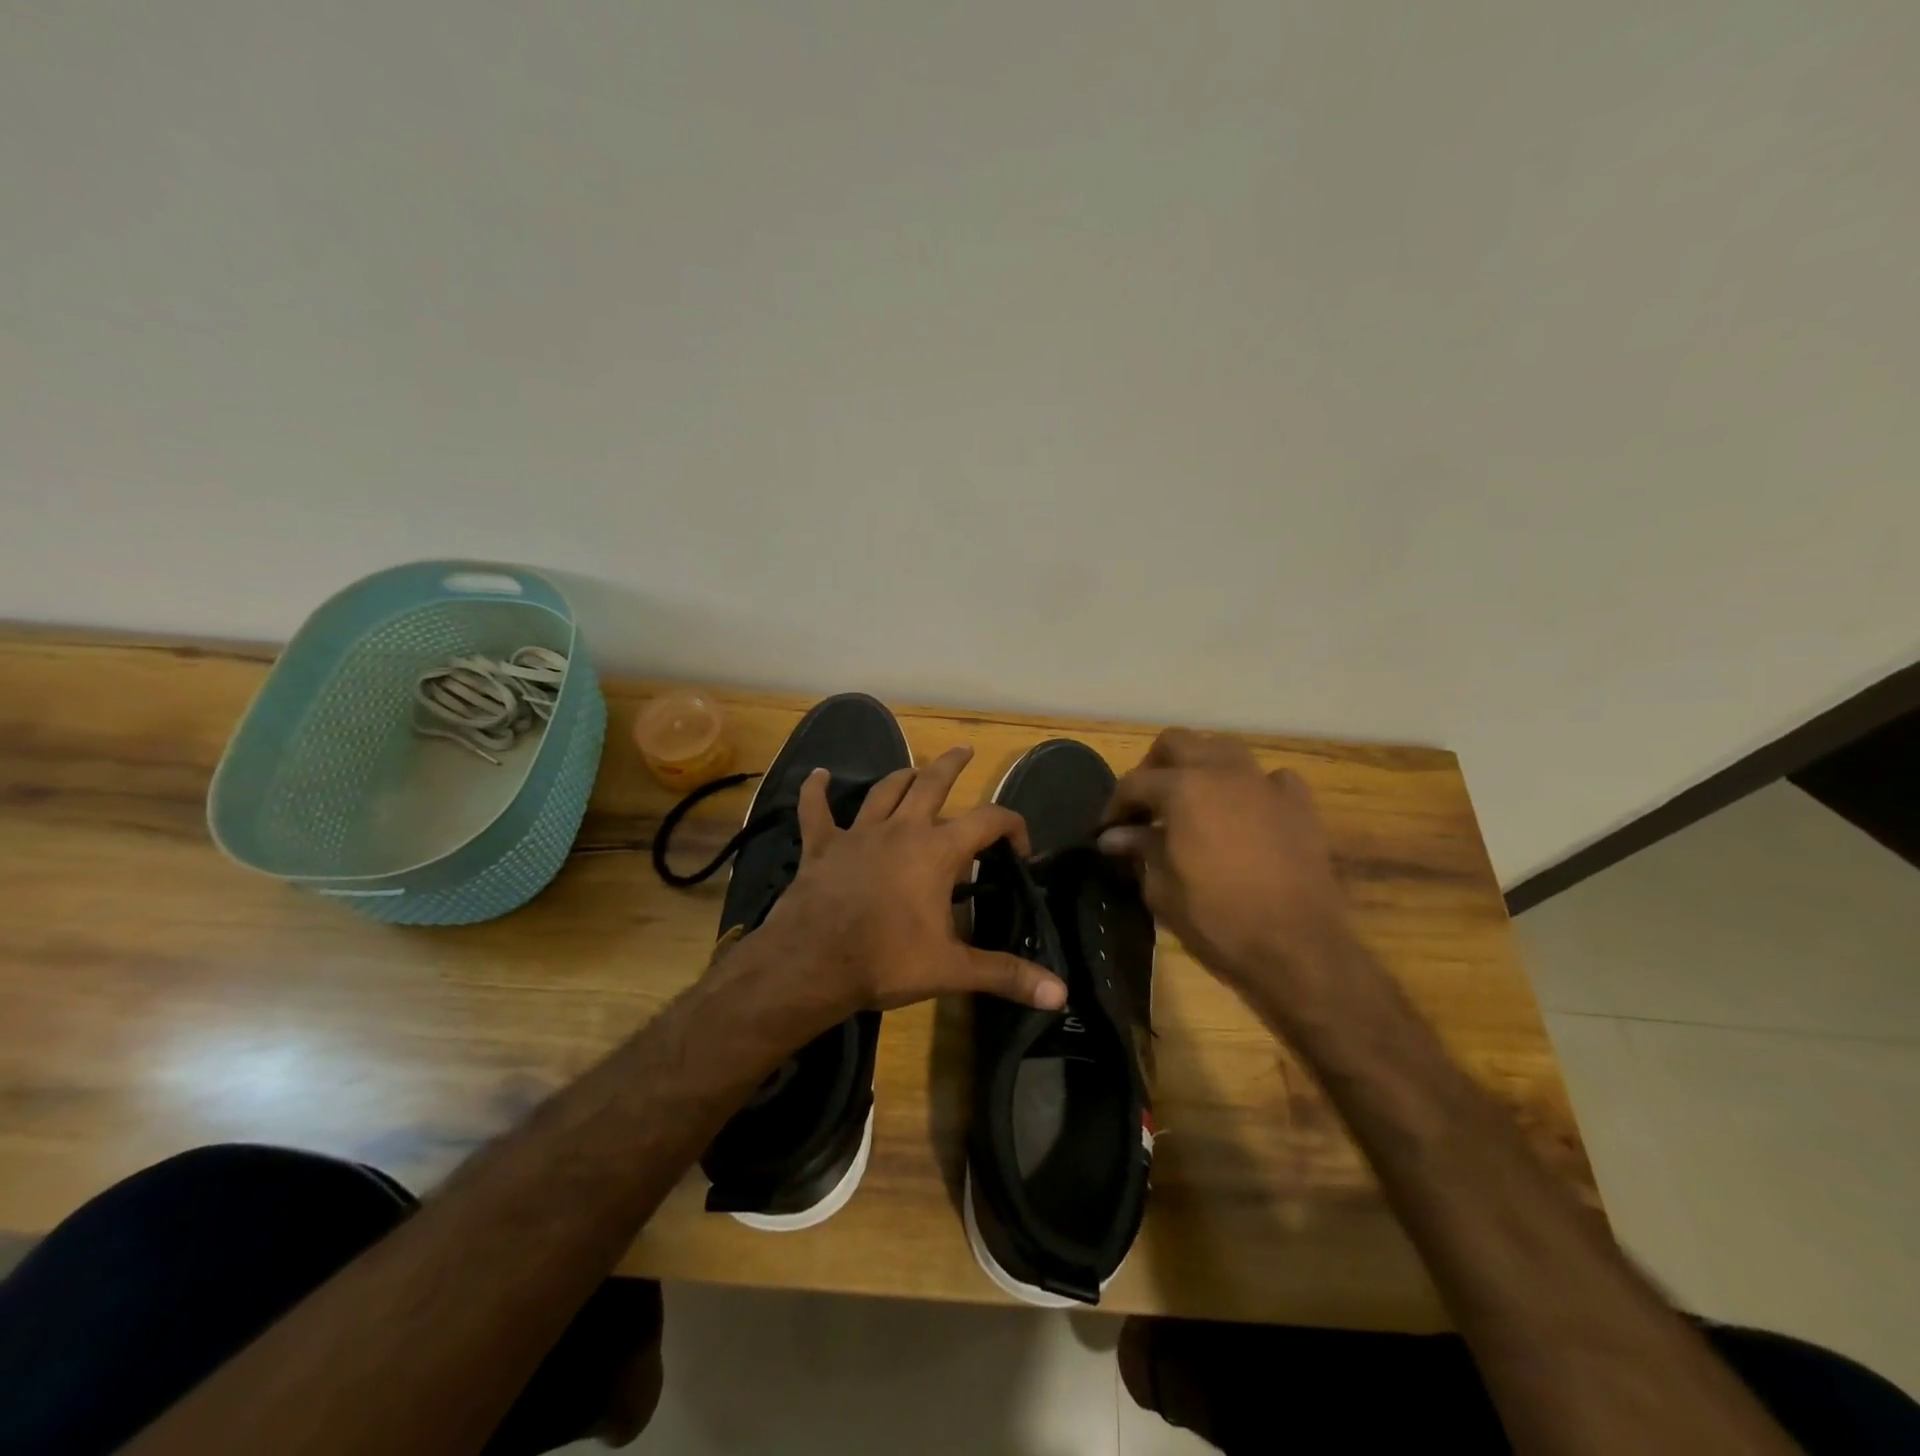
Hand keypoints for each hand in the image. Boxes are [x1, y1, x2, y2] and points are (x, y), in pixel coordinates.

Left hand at [749, 745, 1068, 1019]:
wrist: (812, 964)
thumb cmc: (887, 961)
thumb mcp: (952, 969)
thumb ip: (1006, 975)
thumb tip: (1061, 994)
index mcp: (937, 851)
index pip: (988, 820)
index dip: (1012, 825)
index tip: (1021, 849)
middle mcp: (901, 830)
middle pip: (931, 783)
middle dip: (951, 765)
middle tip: (964, 749)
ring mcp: (858, 833)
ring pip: (884, 791)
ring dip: (901, 776)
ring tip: (914, 770)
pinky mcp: (821, 846)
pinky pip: (815, 811)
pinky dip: (815, 791)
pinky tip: (816, 775)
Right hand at [1099, 729, 1355, 1009]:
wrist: (1297, 948)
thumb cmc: (1218, 920)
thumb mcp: (1162, 889)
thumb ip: (1139, 850)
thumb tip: (1115, 836)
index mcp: (1183, 789)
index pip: (1135, 782)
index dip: (1116, 805)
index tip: (1108, 831)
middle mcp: (1223, 772)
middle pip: (1177, 743)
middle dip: (1153, 767)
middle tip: (1145, 804)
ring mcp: (1265, 784)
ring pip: (1224, 749)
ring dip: (1200, 765)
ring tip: (1191, 799)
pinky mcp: (1299, 804)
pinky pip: (1270, 778)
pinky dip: (1251, 787)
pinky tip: (1246, 813)